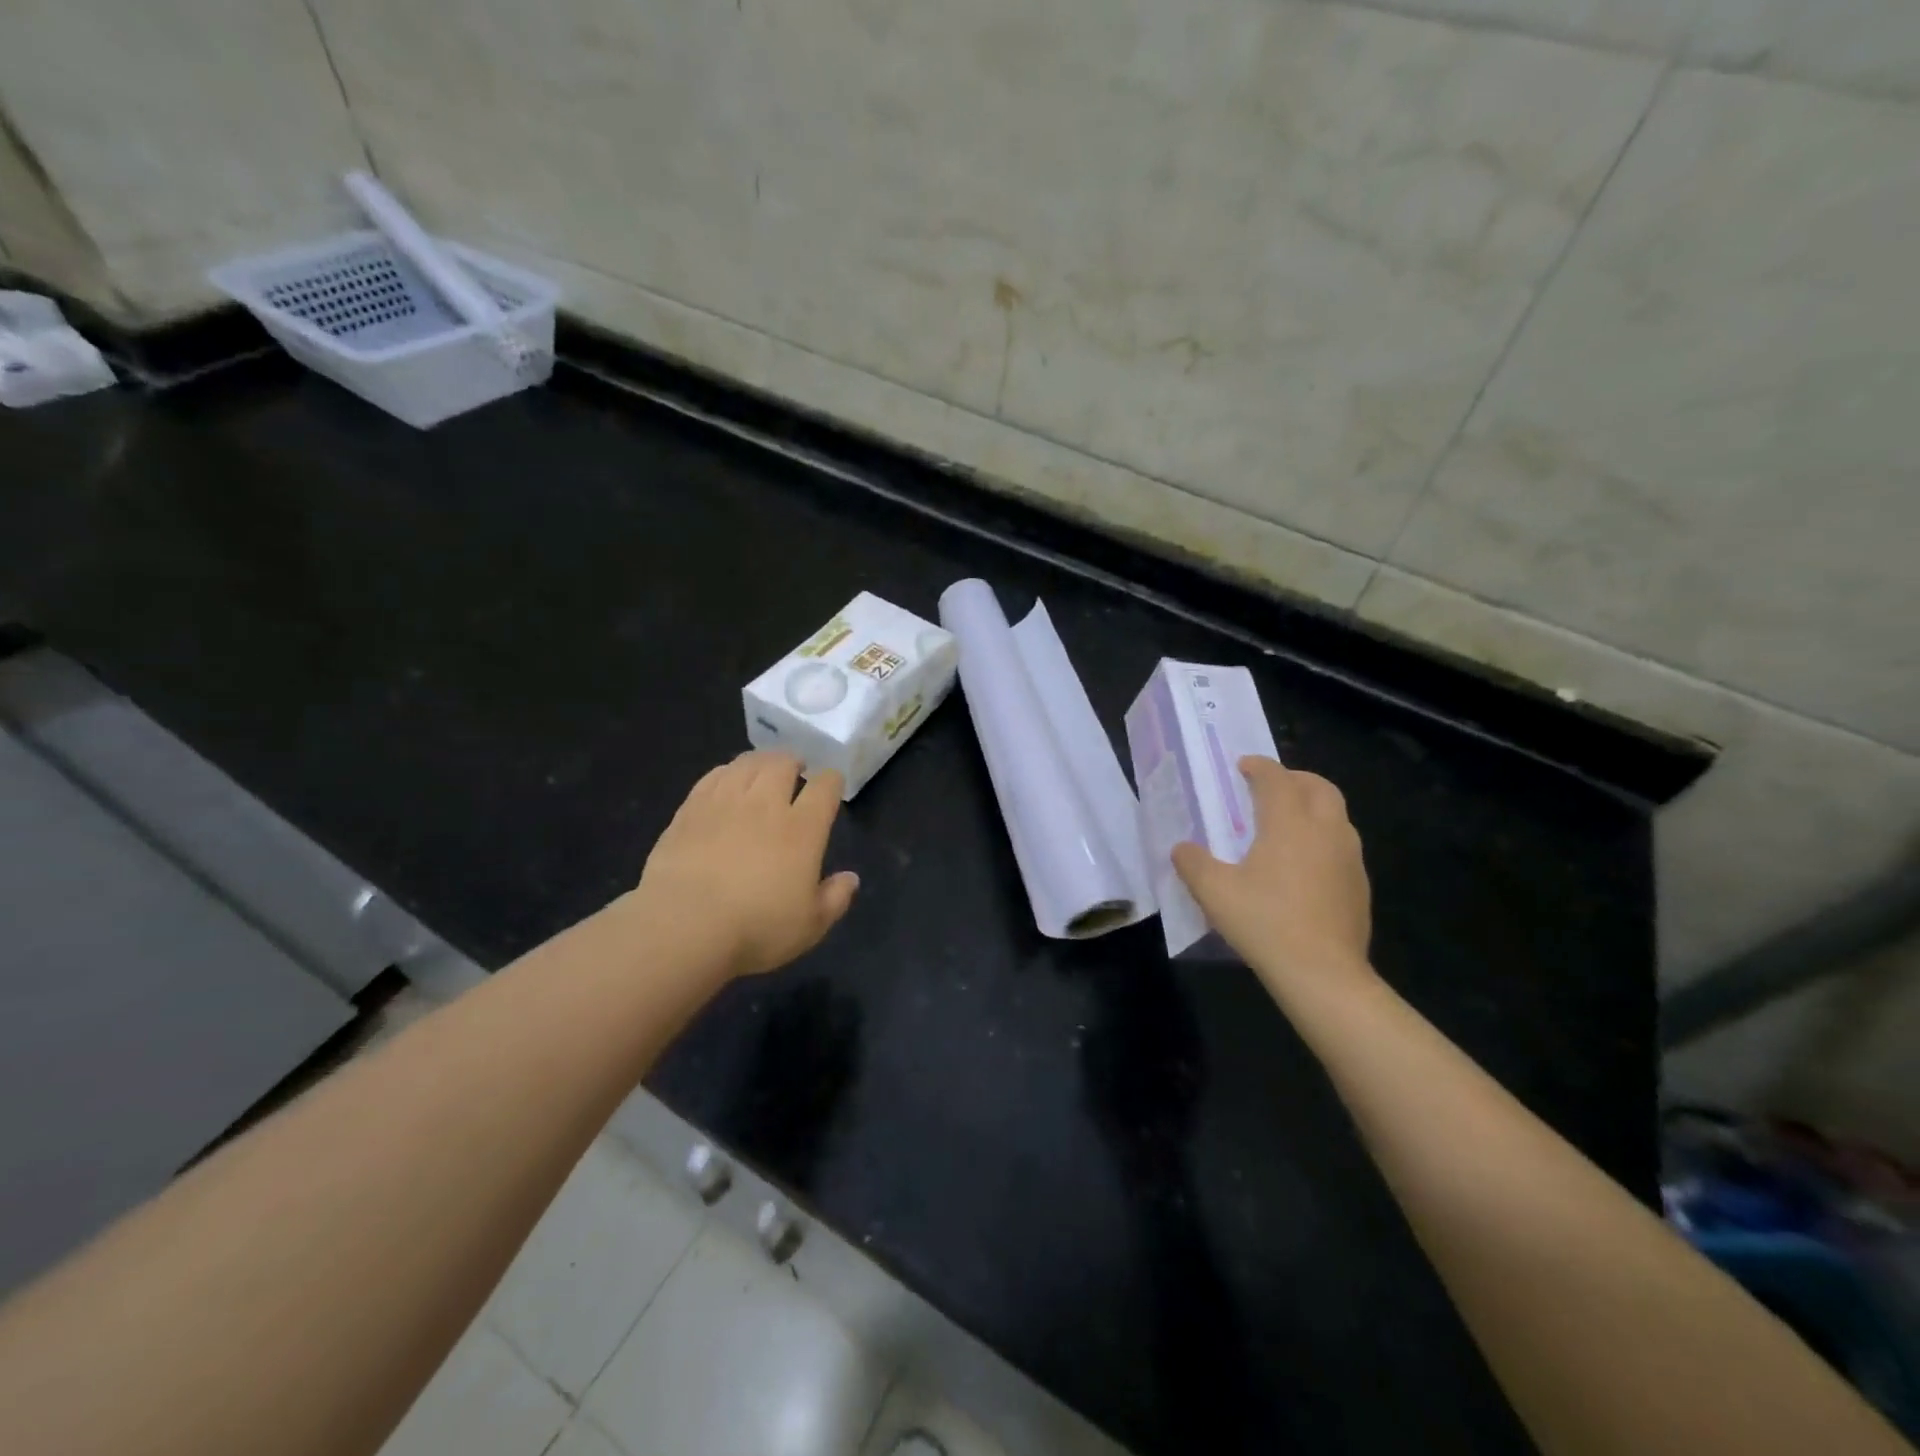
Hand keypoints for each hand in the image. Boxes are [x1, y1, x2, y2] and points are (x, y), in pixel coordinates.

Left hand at [633, 752, 859, 978]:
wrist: (683, 925)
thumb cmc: (755, 928)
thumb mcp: (810, 926)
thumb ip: (835, 899)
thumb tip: (851, 878)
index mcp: (803, 829)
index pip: (824, 788)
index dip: (832, 781)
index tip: (832, 783)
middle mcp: (766, 805)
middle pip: (783, 765)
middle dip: (794, 762)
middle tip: (796, 768)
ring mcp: (725, 803)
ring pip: (747, 764)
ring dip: (762, 761)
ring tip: (765, 767)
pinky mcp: (691, 809)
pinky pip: (714, 776)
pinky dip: (727, 771)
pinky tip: (728, 778)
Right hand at [1172, 757, 1373, 989]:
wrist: (1323, 974)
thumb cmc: (1265, 922)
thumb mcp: (1213, 892)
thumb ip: (1192, 863)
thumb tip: (1182, 849)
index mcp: (1289, 822)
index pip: (1277, 778)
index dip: (1259, 767)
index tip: (1243, 766)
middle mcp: (1325, 830)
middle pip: (1319, 787)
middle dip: (1294, 779)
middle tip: (1269, 788)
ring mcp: (1349, 857)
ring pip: (1336, 815)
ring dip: (1312, 807)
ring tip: (1286, 825)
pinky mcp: (1359, 884)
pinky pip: (1342, 845)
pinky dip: (1323, 838)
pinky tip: (1303, 866)